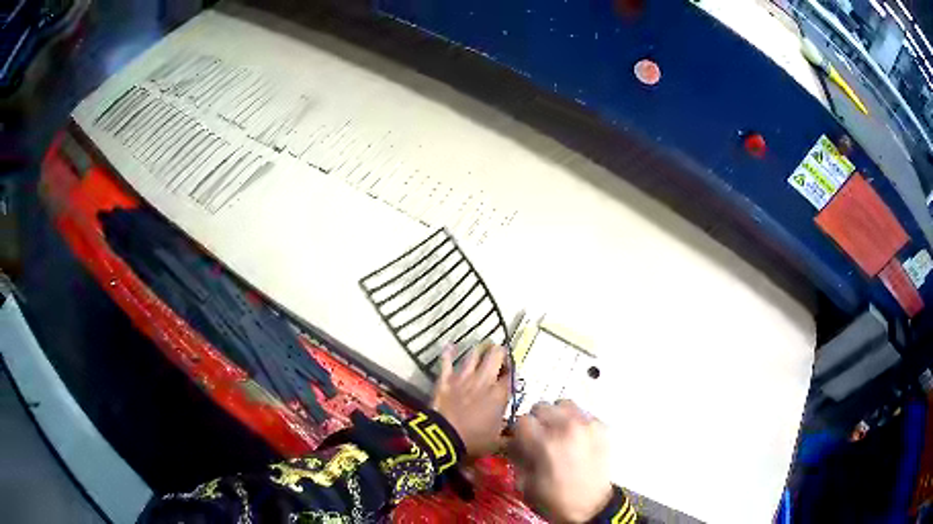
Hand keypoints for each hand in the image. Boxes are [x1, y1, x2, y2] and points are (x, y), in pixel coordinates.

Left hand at [431, 341, 510, 456]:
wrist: (444, 437)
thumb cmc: (474, 440)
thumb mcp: (498, 442)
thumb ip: (510, 435)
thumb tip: (519, 434)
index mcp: (499, 394)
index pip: (511, 375)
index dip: (513, 370)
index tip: (512, 372)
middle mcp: (484, 381)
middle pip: (495, 356)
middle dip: (499, 352)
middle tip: (499, 355)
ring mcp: (463, 377)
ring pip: (473, 354)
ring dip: (479, 351)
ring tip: (482, 349)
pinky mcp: (445, 379)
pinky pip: (446, 361)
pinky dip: (448, 352)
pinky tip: (450, 345)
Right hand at [508, 400, 613, 523]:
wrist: (592, 507)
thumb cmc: (555, 499)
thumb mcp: (524, 483)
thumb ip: (517, 456)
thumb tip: (513, 441)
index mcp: (544, 443)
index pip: (521, 420)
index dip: (518, 432)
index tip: (521, 442)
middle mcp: (566, 427)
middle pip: (541, 406)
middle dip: (536, 421)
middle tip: (539, 437)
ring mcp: (587, 425)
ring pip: (564, 404)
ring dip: (557, 416)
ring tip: (558, 433)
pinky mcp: (602, 427)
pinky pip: (583, 414)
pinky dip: (576, 422)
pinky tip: (576, 438)